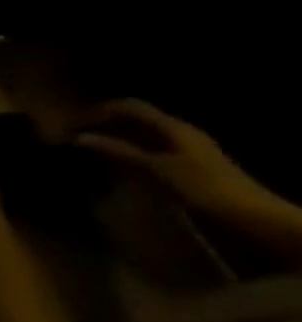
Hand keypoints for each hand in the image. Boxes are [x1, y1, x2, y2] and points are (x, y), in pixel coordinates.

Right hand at [75, 99, 284, 226]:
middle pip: (135, 119)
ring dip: (113, 136)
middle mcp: (179, 132)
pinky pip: (148, 148)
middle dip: (104, 123)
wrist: (250, 215)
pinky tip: (112, 161)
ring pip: (140, 133)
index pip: (131, 107)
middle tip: (74, 135)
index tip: (72, 123)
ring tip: (88, 147)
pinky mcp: (183, 163)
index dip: (100, 110)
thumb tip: (79, 137)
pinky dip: (126, 149)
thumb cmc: (203, 187)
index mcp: (174, 128)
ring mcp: (183, 148)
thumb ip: (119, 151)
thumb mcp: (157, 168)